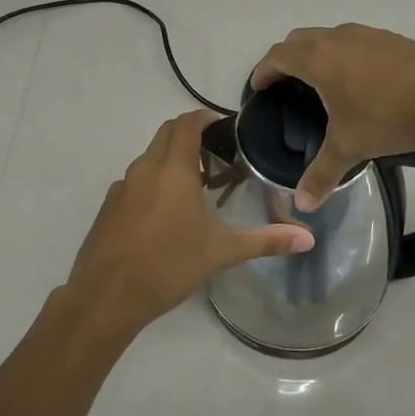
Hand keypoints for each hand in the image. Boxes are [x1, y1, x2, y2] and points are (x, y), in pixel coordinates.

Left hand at [64, 109, 313, 341]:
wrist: (106, 297)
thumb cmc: (168, 265)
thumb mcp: (221, 252)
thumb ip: (265, 241)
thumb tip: (308, 239)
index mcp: (173, 169)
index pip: (187, 123)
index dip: (206, 118)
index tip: (226, 129)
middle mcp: (144, 168)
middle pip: (167, 133)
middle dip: (191, 136)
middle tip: (217, 159)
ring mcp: (122, 186)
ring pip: (150, 157)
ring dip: (172, 160)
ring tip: (196, 189)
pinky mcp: (108, 206)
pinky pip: (135, 180)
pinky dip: (154, 182)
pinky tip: (166, 215)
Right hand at [252, 24, 414, 208]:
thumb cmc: (387, 117)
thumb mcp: (350, 147)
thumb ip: (322, 174)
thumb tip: (303, 205)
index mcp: (318, 59)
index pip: (278, 56)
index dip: (264, 70)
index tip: (259, 86)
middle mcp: (338, 38)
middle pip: (300, 39)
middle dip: (287, 58)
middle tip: (285, 83)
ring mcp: (368, 35)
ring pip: (330, 36)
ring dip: (318, 52)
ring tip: (322, 81)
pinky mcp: (393, 39)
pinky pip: (357, 41)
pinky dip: (346, 54)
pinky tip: (361, 80)